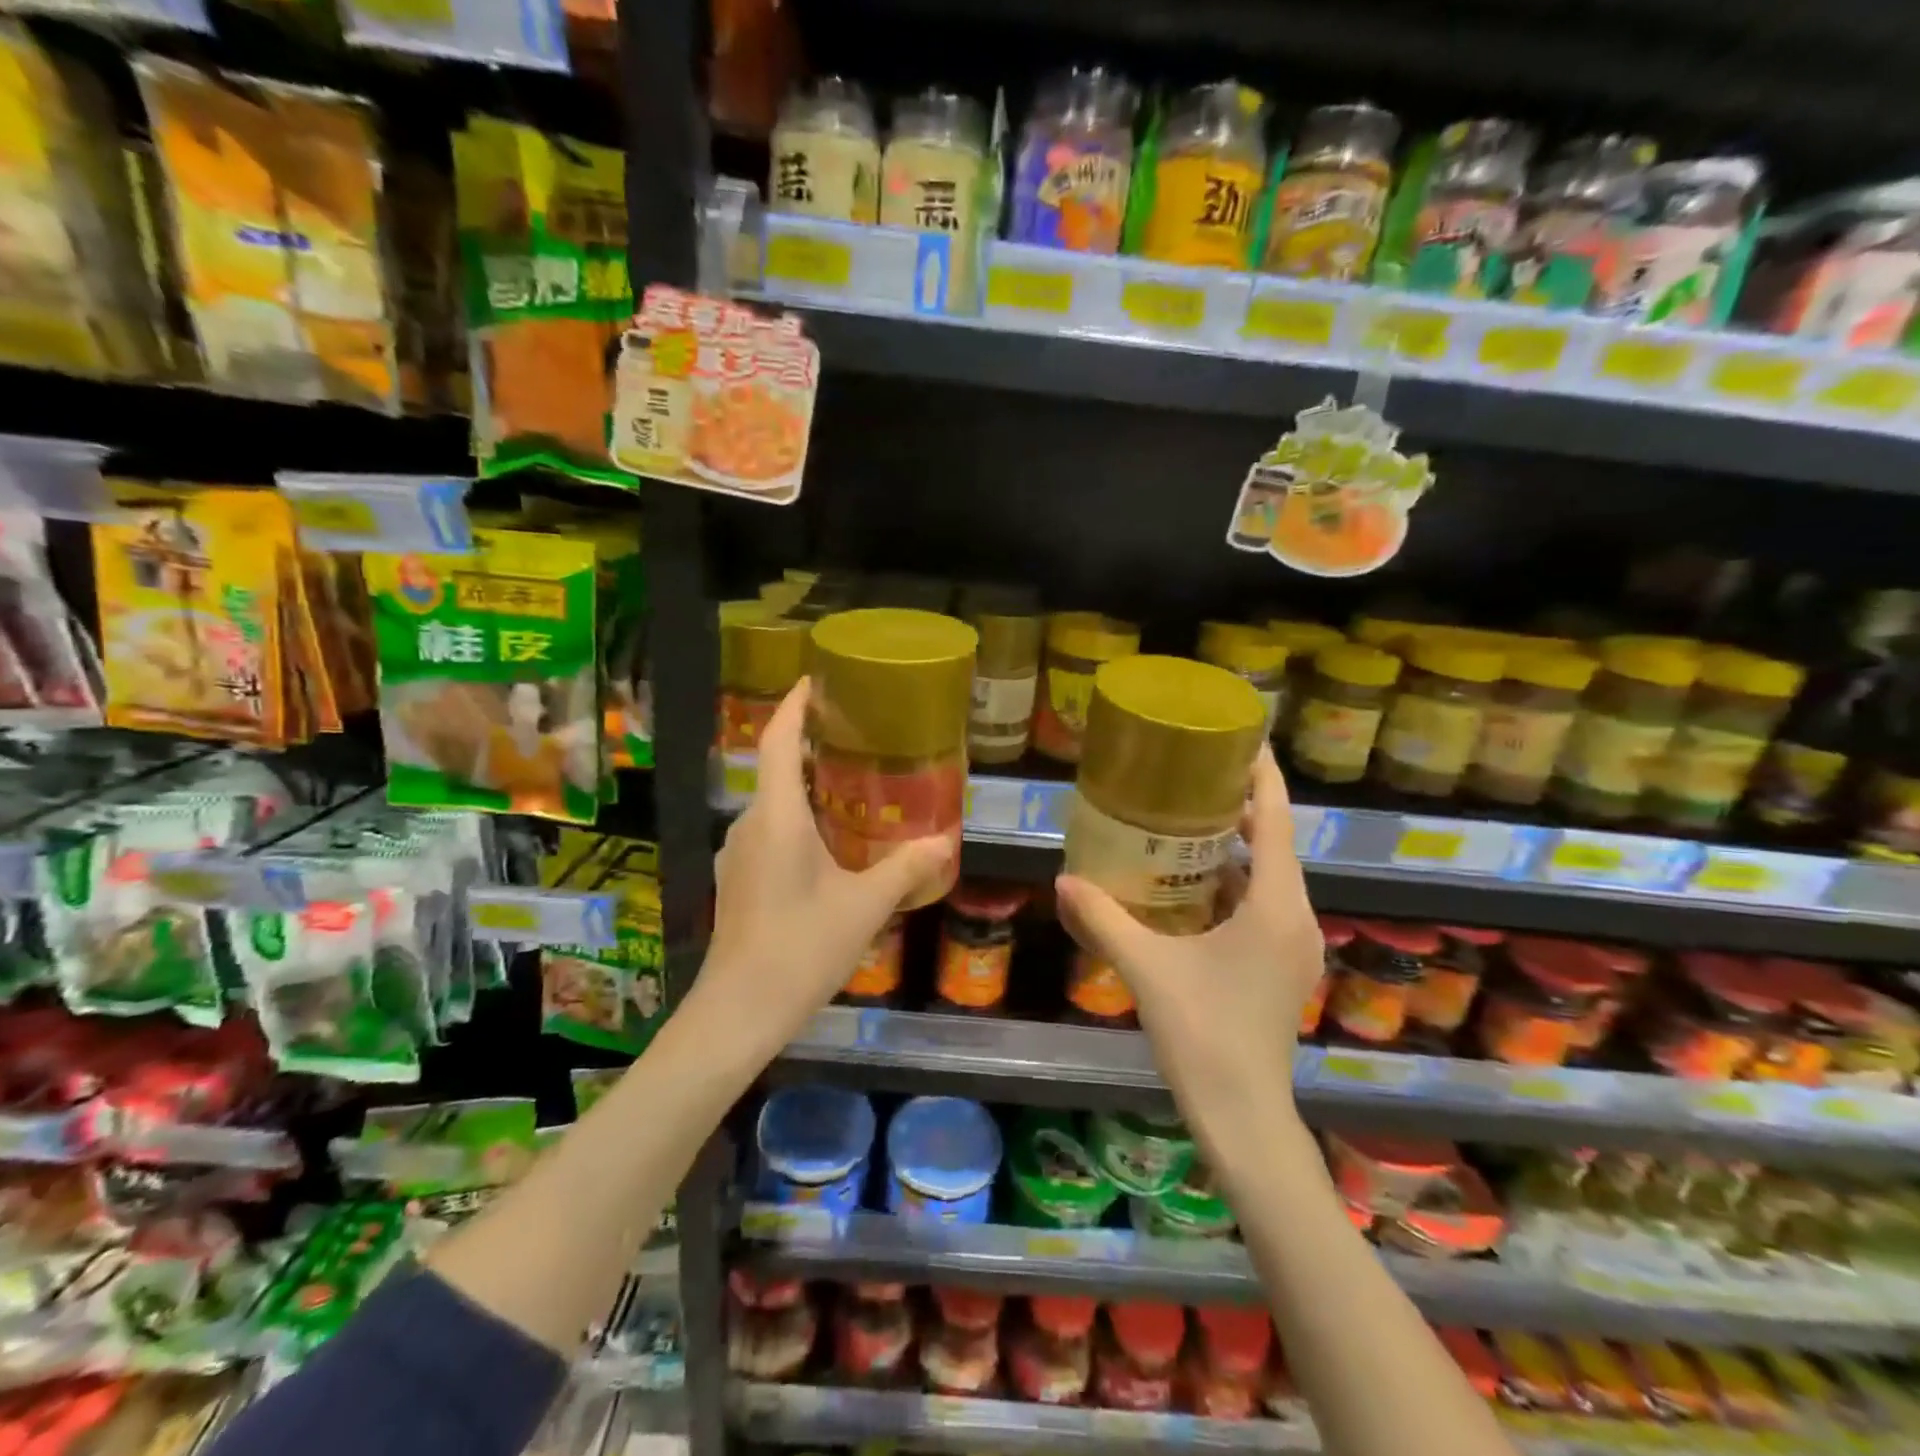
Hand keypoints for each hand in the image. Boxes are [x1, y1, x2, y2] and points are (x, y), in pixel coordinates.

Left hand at [694, 679, 952, 1062]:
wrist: (738, 1012)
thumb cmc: (801, 948)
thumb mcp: (864, 906)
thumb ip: (906, 869)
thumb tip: (945, 842)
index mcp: (776, 816)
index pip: (779, 740)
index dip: (795, 705)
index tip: (816, 680)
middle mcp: (750, 824)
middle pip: (776, 767)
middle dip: (811, 743)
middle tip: (856, 733)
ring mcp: (739, 854)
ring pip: (774, 803)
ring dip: (806, 786)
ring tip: (852, 784)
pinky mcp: (739, 880)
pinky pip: (770, 831)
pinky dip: (798, 819)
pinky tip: (830, 841)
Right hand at [1055, 744, 1319, 1131]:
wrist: (1244, 1116)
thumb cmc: (1204, 1034)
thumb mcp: (1147, 969)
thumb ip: (1103, 918)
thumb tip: (1063, 879)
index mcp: (1275, 906)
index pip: (1277, 819)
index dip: (1262, 774)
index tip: (1240, 737)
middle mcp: (1295, 917)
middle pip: (1273, 842)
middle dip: (1238, 806)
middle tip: (1190, 776)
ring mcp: (1292, 945)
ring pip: (1265, 877)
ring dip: (1232, 849)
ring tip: (1183, 822)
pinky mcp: (1280, 966)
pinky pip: (1259, 906)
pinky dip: (1230, 886)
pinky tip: (1188, 887)